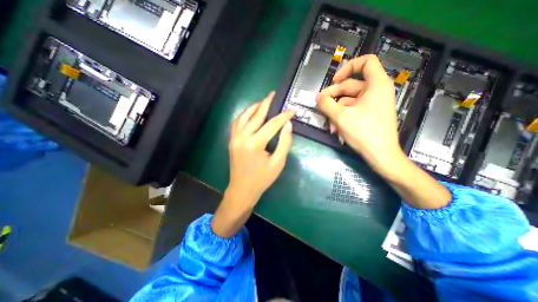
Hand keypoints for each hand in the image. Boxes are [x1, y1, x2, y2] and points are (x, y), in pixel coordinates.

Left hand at [212, 92, 293, 238]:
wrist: (242, 189)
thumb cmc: (262, 179)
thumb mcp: (278, 163)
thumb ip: (284, 142)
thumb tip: (288, 125)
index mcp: (255, 144)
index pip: (272, 124)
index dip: (284, 116)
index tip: (293, 110)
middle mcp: (242, 137)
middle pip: (256, 115)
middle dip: (266, 103)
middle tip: (274, 94)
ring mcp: (234, 137)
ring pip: (244, 116)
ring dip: (254, 107)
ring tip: (263, 101)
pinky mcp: (232, 140)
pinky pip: (237, 122)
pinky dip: (244, 115)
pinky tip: (251, 113)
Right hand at [316, 55, 450, 208]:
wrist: (380, 155)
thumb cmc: (363, 133)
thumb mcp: (340, 117)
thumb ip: (326, 104)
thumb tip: (317, 97)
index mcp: (376, 85)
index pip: (365, 62)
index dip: (348, 67)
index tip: (334, 80)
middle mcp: (376, 91)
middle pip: (350, 86)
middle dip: (333, 98)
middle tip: (320, 107)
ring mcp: (373, 104)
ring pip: (348, 101)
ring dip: (336, 113)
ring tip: (330, 127)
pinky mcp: (369, 114)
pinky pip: (352, 111)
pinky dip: (343, 118)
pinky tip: (337, 130)